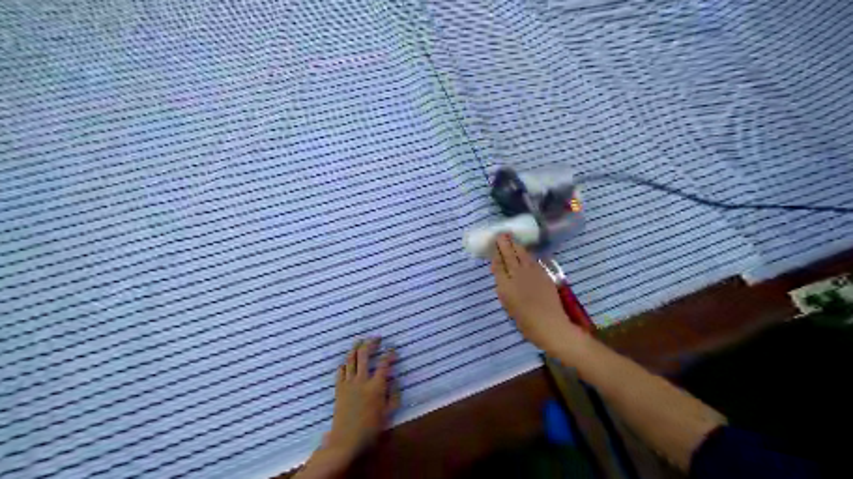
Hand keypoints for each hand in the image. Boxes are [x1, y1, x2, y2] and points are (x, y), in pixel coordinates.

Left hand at [326, 338, 397, 462]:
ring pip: (351, 359)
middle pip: (364, 355)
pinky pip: (340, 371)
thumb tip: (395, 380)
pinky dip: (345, 363)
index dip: (389, 354)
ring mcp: (348, 383)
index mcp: (376, 386)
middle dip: (371, 343)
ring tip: (360, 340)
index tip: (393, 349)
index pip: (384, 364)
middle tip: (376, 337)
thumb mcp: (388, 414)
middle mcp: (362, 380)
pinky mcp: (339, 388)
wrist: (346, 441)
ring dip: (356, 347)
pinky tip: (347, 361)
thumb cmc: (370, 429)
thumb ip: (394, 396)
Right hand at [491, 233, 582, 353]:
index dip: (495, 254)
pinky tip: (524, 251)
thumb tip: (503, 276)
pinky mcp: (543, 273)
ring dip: (515, 245)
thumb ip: (504, 289)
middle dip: (504, 244)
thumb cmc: (526, 323)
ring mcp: (531, 273)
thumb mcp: (508, 306)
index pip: (498, 265)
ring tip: (511, 238)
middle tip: (500, 234)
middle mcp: (516, 276)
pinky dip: (526, 254)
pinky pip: (532, 260)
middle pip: (509, 255)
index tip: (493, 245)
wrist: (549, 325)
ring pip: (521, 254)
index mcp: (505, 287)